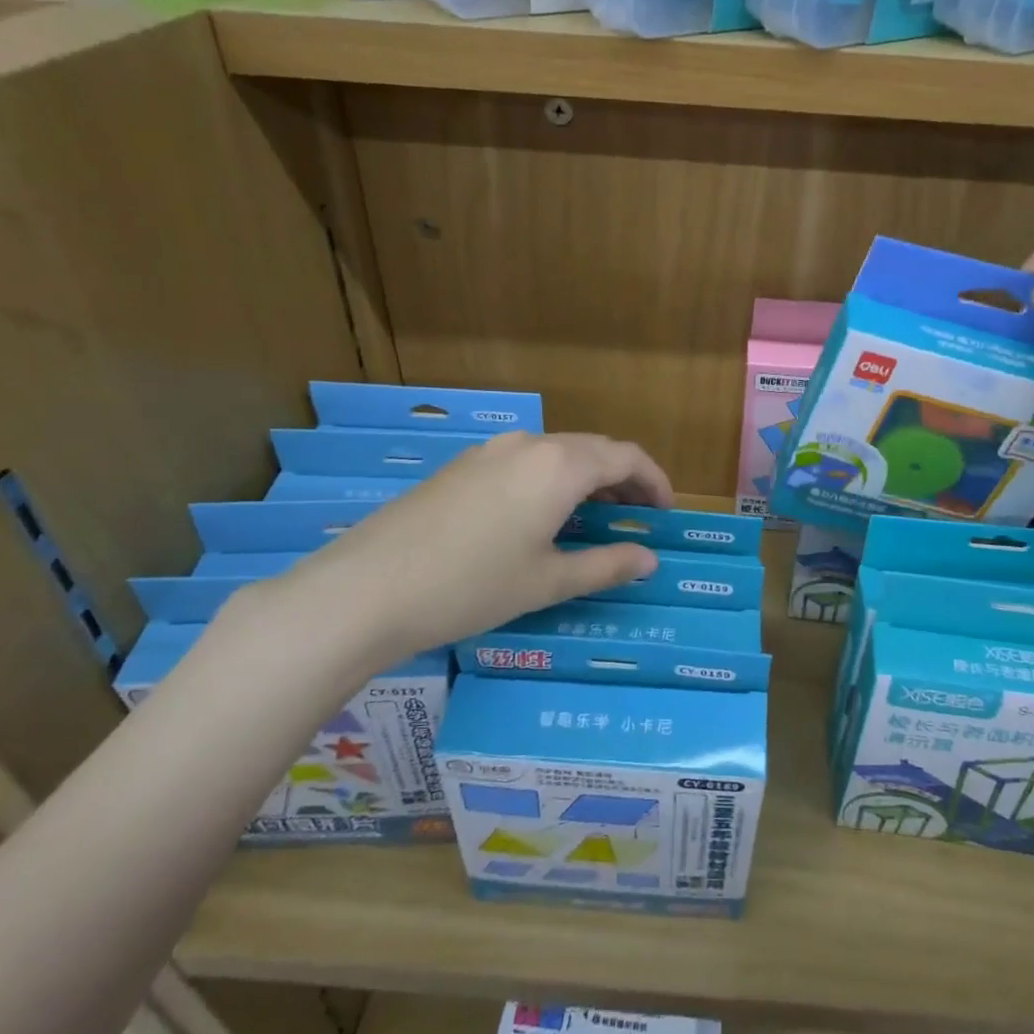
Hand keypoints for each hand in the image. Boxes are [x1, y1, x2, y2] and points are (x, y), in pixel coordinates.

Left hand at [240, 432, 673, 669]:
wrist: (367, 589)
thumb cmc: (471, 586)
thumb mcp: (547, 582)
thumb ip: (605, 565)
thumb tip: (649, 559)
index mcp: (561, 465)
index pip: (627, 457)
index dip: (655, 481)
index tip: (667, 513)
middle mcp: (530, 444)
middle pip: (594, 450)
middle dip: (623, 480)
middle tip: (637, 518)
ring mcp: (490, 451)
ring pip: (557, 454)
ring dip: (586, 479)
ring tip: (593, 519)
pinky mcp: (462, 466)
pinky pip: (524, 462)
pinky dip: (550, 481)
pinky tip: (539, 517)